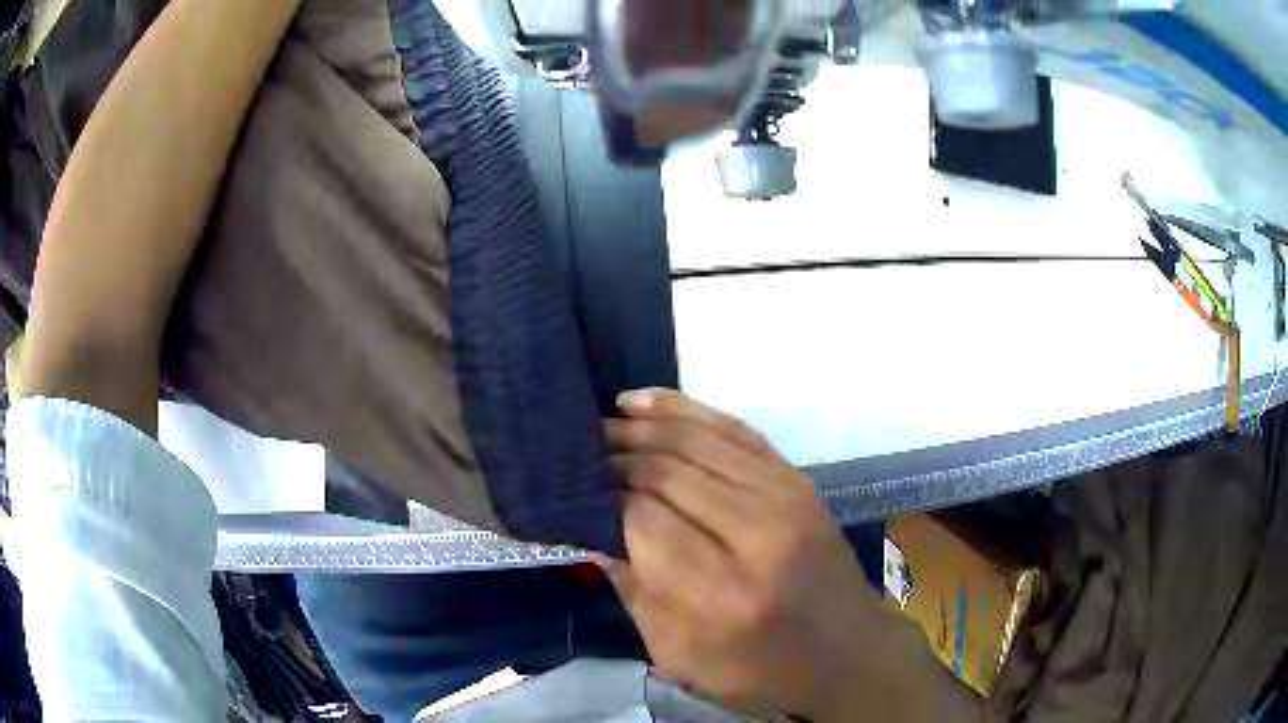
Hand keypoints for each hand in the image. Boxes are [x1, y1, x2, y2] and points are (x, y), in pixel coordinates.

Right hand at [602, 390, 966, 719]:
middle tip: (575, 456)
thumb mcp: (682, 658)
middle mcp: (757, 534)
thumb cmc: (762, 672)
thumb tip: (591, 531)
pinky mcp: (796, 479)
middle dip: (612, 458)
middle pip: (665, 472)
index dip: (599, 499)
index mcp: (722, 593)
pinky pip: (732, 429)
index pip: (642, 519)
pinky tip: (642, 404)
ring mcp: (784, 497)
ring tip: (599, 426)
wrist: (849, 654)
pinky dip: (682, 410)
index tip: (570, 493)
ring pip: (694, 440)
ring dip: (639, 428)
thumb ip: (634, 592)